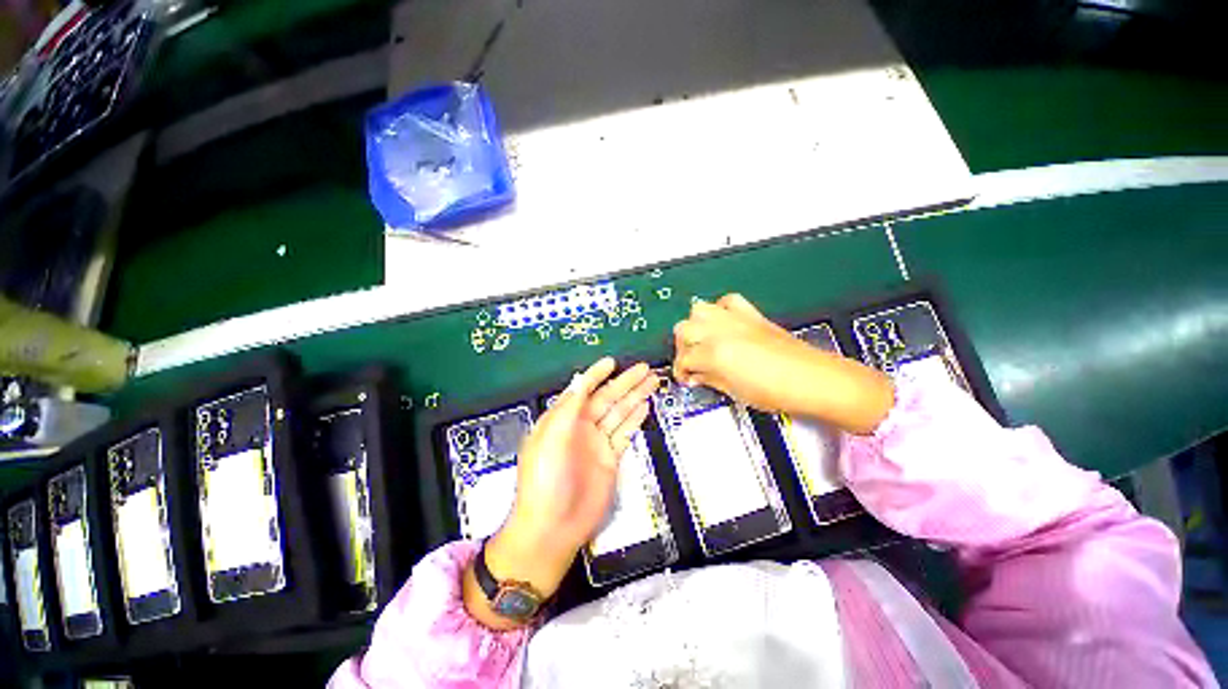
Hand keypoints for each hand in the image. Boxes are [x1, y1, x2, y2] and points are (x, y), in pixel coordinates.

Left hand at [463, 357, 658, 628]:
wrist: (552, 527)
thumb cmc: (545, 479)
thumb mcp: (550, 439)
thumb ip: (568, 409)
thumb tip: (580, 381)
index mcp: (562, 419)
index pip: (582, 390)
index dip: (596, 375)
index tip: (611, 362)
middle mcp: (581, 427)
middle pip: (607, 398)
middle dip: (625, 382)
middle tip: (644, 368)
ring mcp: (597, 443)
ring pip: (619, 413)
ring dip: (635, 396)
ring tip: (651, 381)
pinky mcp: (610, 459)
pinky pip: (624, 433)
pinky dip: (635, 419)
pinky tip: (645, 406)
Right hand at [672, 294, 893, 433]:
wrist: (813, 380)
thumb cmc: (778, 392)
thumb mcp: (734, 392)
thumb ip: (708, 379)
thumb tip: (695, 375)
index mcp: (715, 354)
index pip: (683, 358)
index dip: (680, 371)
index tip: (685, 377)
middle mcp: (720, 331)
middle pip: (683, 329)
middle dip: (683, 347)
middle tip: (691, 361)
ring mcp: (735, 319)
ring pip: (698, 309)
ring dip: (695, 326)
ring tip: (702, 340)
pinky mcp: (751, 314)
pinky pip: (727, 301)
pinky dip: (720, 310)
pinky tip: (723, 324)